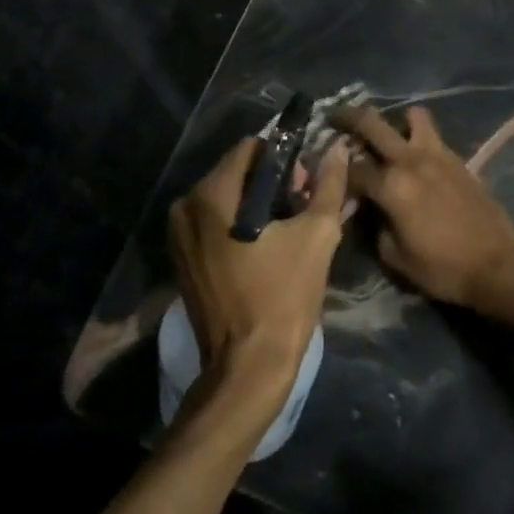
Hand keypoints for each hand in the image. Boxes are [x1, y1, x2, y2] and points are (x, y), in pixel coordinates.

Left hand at [167, 136, 347, 407]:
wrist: (249, 366)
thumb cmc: (284, 296)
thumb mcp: (318, 234)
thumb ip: (328, 184)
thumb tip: (336, 148)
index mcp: (211, 195)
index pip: (250, 148)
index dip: (284, 157)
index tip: (306, 182)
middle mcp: (184, 207)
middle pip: (235, 172)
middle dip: (271, 181)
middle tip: (302, 205)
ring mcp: (177, 235)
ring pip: (224, 197)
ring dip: (256, 203)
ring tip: (288, 227)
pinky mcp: (181, 258)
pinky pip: (213, 222)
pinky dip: (238, 223)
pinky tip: (265, 244)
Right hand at [332, 105, 513, 323]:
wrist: (498, 266)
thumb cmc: (443, 268)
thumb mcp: (395, 258)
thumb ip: (374, 227)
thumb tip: (368, 210)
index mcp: (391, 186)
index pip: (351, 168)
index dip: (334, 171)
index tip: (326, 173)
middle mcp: (411, 160)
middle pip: (372, 123)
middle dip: (348, 117)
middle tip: (334, 116)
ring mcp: (438, 155)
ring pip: (412, 116)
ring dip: (396, 120)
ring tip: (389, 135)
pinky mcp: (459, 160)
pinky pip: (433, 136)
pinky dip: (419, 138)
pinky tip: (416, 158)